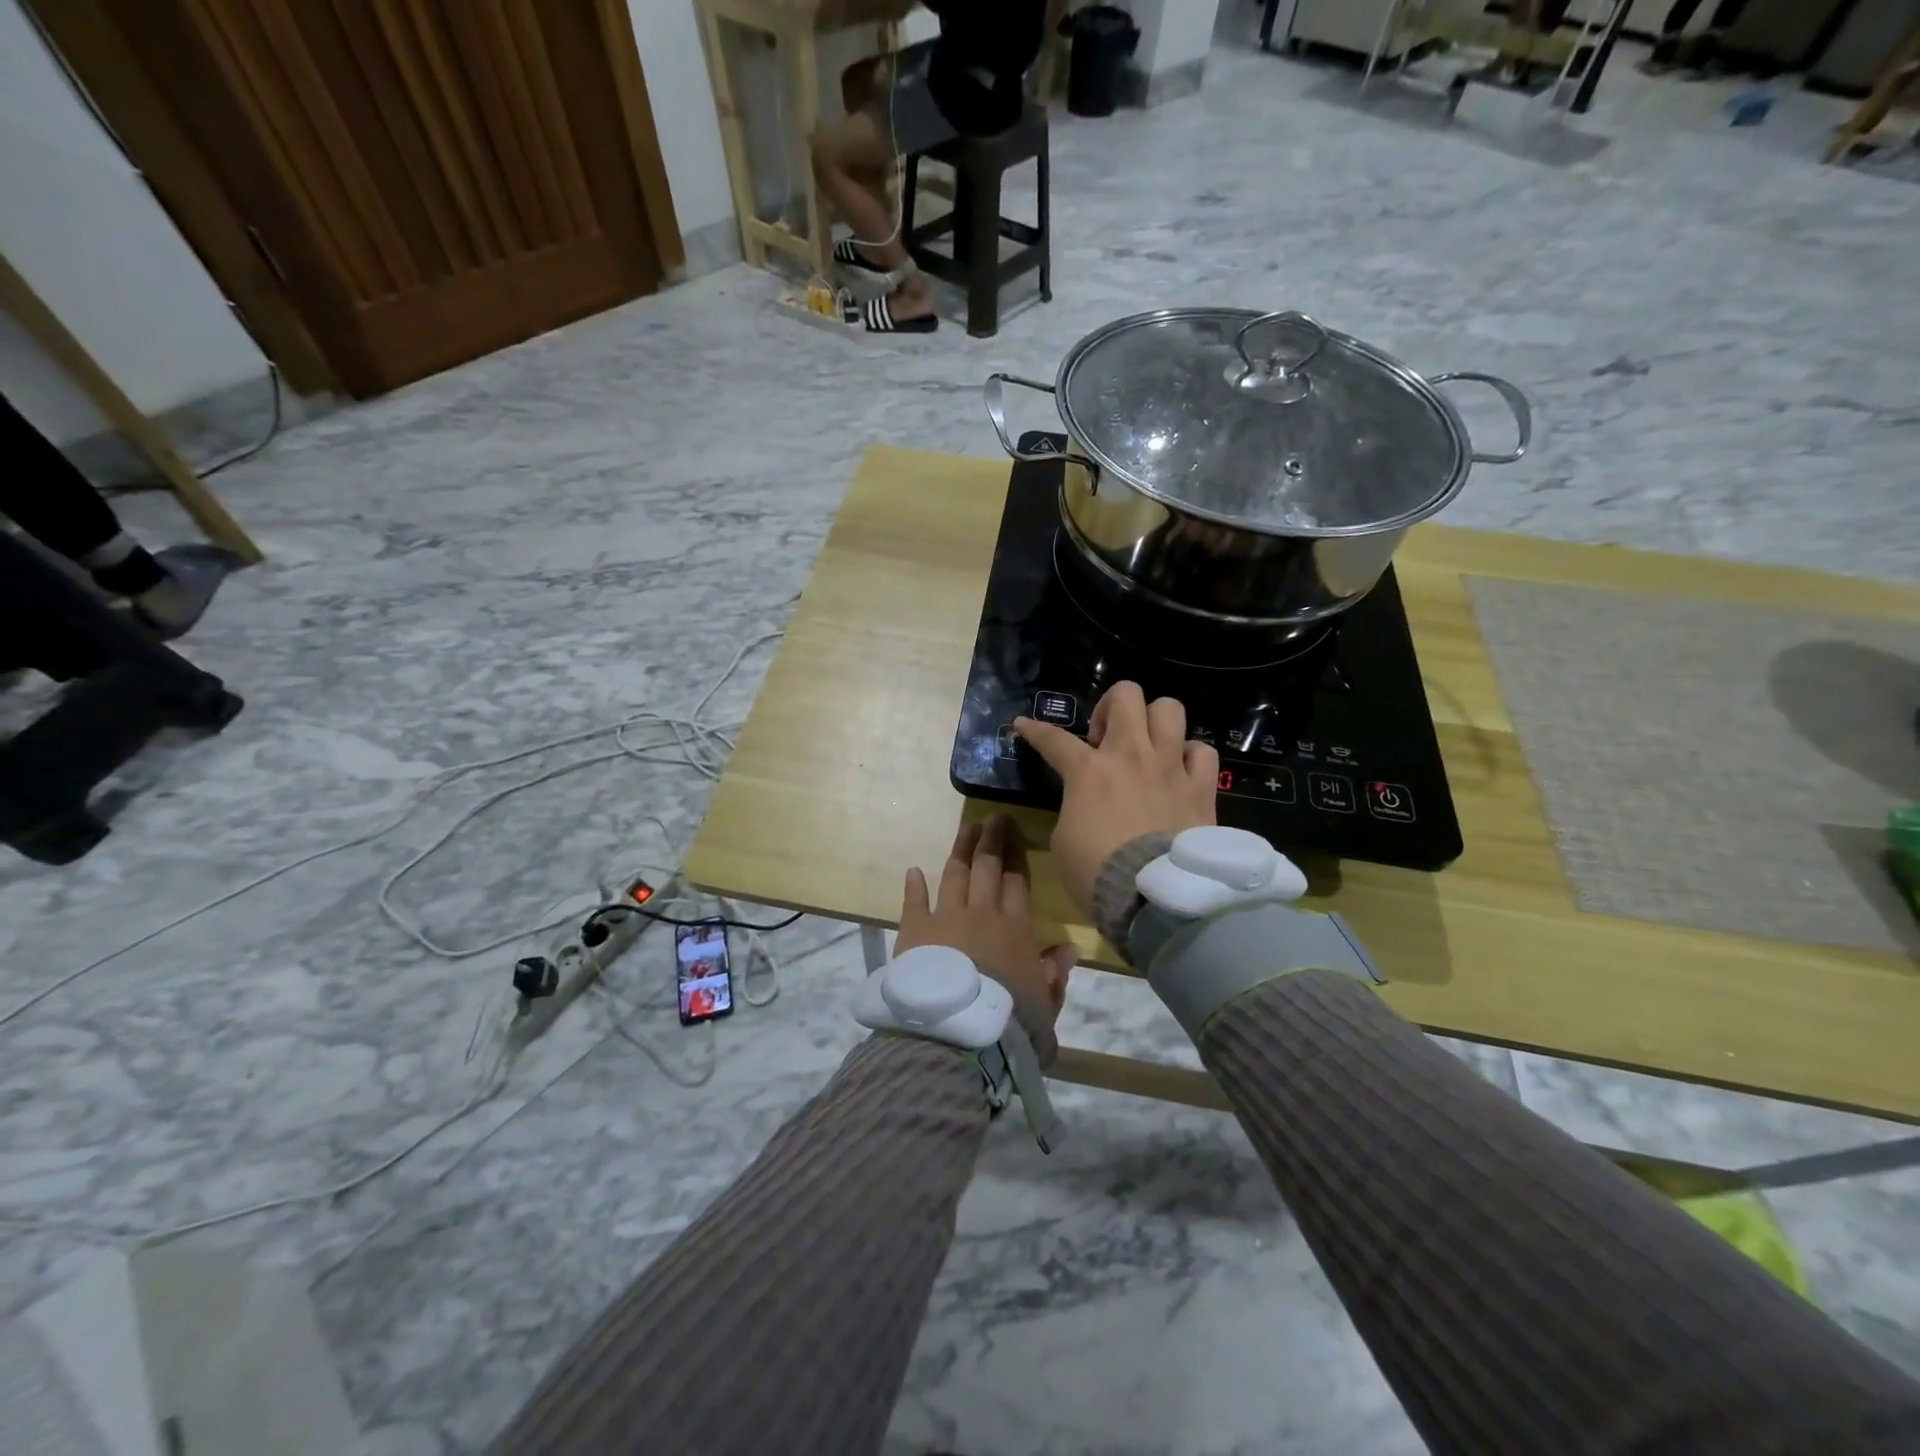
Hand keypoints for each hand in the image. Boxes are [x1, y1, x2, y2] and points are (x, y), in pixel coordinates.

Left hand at [895, 815, 1075, 1061]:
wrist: (956, 1035)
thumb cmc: (1007, 1021)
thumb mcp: (1044, 1004)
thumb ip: (1055, 974)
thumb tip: (1069, 949)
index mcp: (1014, 928)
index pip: (1017, 883)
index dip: (1017, 858)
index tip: (1017, 837)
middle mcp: (981, 913)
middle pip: (987, 867)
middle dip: (992, 840)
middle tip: (995, 818)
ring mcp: (945, 918)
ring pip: (955, 874)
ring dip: (961, 849)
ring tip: (967, 828)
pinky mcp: (914, 931)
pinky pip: (914, 901)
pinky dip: (914, 885)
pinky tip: (914, 871)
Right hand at [1014, 683, 1217, 919]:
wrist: (1154, 897)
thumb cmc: (1096, 872)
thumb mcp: (1064, 840)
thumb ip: (1074, 808)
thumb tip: (1085, 804)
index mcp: (1088, 770)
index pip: (1053, 739)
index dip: (1034, 730)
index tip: (1023, 724)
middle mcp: (1131, 755)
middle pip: (1126, 695)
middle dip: (1110, 707)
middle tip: (1103, 739)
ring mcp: (1170, 767)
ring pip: (1169, 709)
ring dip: (1154, 722)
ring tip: (1145, 747)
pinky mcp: (1201, 787)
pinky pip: (1202, 751)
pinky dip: (1190, 756)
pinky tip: (1180, 772)